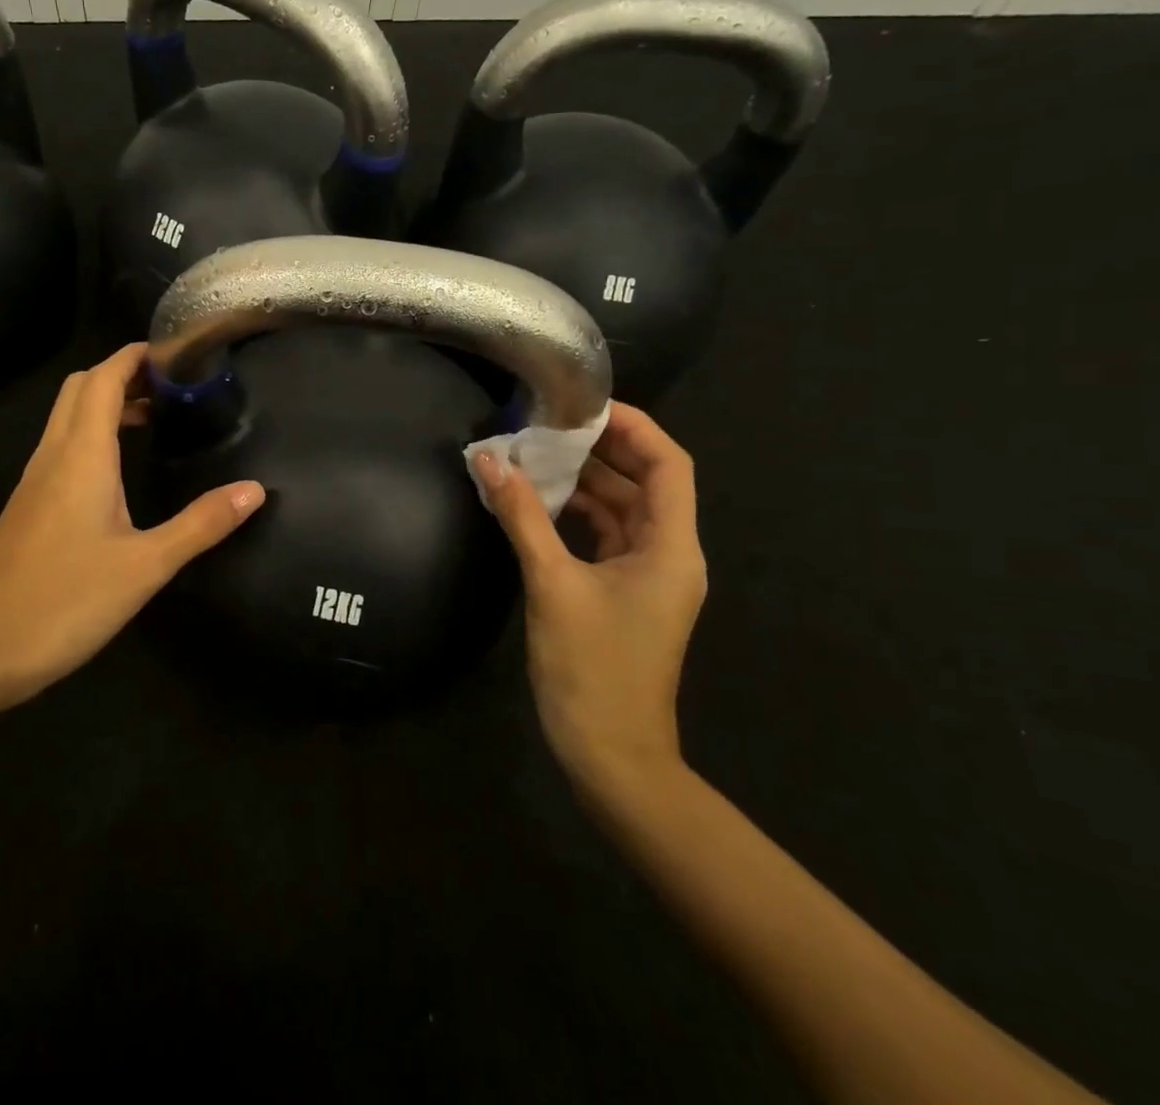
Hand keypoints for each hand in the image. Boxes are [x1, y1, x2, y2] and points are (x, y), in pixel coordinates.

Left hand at [0, 343, 263, 705]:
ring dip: (106, 404)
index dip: (137, 356)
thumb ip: (201, 524)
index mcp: (81, 455)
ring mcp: (35, 481)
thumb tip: (254, 490)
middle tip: (172, 385)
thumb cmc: (63, 601)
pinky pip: (62, 449)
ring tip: (155, 418)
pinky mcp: (29, 507)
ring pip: (68, 418)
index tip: (178, 353)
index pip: (104, 378)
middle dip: (123, 373)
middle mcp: (53, 455)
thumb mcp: (145, 566)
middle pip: (82, 388)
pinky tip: (119, 471)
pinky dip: (93, 437)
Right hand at [474, 403, 706, 799]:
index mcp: (671, 547)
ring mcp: (649, 576)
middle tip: (548, 423)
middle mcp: (669, 554)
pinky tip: (539, 501)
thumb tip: (488, 461)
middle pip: (646, 481)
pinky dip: (578, 513)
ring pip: (624, 509)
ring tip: (537, 453)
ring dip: (586, 481)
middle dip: (601, 449)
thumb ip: (523, 517)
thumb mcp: (552, 584)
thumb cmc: (591, 668)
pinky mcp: (626, 592)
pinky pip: (607, 535)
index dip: (634, 426)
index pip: (668, 464)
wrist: (611, 753)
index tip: (583, 405)